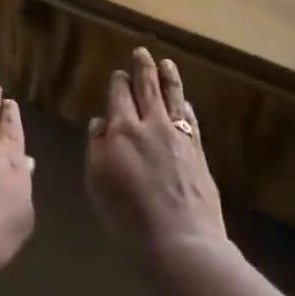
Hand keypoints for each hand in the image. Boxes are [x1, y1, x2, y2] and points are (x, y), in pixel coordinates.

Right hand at [85, 49, 229, 260]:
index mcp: (120, 131)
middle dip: (142, 69)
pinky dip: (184, 105)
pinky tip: (184, 102)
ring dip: (168, 78)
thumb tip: (100, 123)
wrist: (181, 243)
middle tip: (142, 53)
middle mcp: (150, 126)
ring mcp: (177, 137)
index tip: (117, 74)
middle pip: (146, 89)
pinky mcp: (198, 152)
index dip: (118, 83)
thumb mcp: (97, 184)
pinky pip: (189, 119)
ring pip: (172, 97)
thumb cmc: (128, 218)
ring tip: (166, 63)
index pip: (118, 96)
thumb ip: (96, 148)